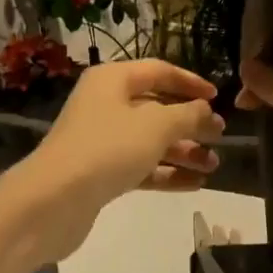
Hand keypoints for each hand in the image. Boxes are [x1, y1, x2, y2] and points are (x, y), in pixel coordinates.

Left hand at [31, 59, 224, 209]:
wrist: (53, 201)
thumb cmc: (108, 148)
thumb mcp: (156, 126)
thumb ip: (188, 115)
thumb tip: (206, 112)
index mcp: (113, 80)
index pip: (159, 71)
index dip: (190, 82)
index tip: (217, 98)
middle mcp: (105, 104)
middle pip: (156, 108)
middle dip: (190, 122)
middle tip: (220, 136)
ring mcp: (101, 140)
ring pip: (150, 140)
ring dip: (183, 151)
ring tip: (213, 165)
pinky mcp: (100, 173)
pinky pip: (141, 166)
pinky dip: (166, 172)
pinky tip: (195, 183)